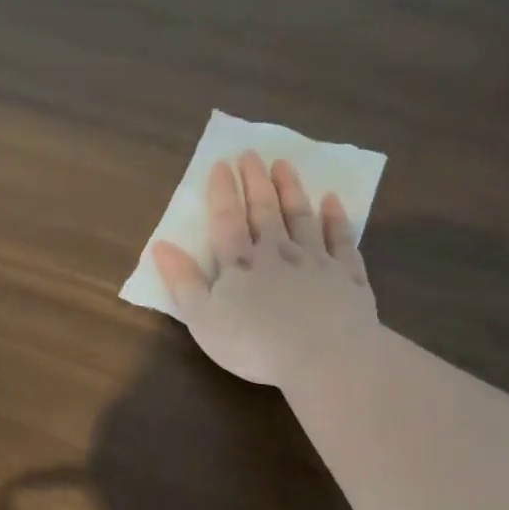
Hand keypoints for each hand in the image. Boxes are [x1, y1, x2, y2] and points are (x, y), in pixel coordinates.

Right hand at [151, 152, 377, 386]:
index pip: (227, 220)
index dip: (222, 192)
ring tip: (284, 165)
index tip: (222, 164)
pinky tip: (333, 202)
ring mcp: (316, 261)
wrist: (325, 356)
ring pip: (301, 217)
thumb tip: (161, 246)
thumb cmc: (255, 344)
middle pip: (265, 210)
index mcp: (240, 264)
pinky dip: (336, 218)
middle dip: (256, 181)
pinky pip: (341, 240)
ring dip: (292, 190)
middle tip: (252, 154)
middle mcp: (278, 253)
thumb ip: (183, 282)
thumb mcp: (204, 319)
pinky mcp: (348, 276)